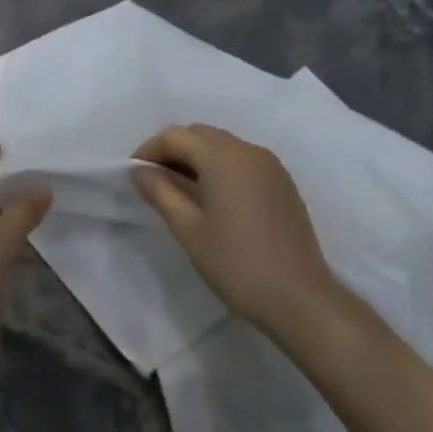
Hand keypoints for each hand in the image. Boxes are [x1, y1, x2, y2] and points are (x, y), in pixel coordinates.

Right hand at [132, 124, 342, 338]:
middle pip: (200, 134)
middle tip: (154, 181)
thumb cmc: (236, 263)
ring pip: (223, 145)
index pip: (176, 136)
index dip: (149, 149)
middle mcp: (248, 151)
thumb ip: (161, 193)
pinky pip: (243, 160)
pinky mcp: (282, 182)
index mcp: (223, 157)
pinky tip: (213, 198)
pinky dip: (221, 167)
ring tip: (180, 190)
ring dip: (197, 157)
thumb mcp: (189, 230)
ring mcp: (270, 165)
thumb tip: (139, 171)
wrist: (299, 297)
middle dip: (173, 150)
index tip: (133, 173)